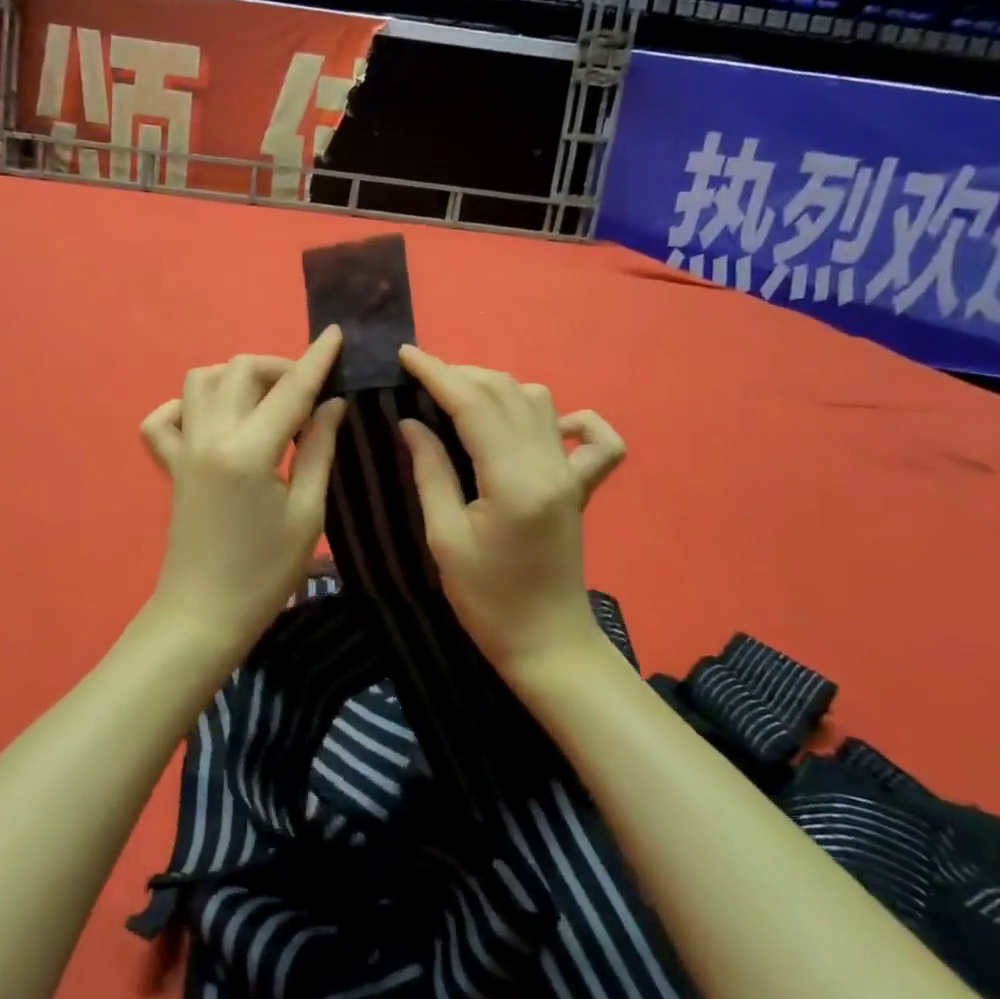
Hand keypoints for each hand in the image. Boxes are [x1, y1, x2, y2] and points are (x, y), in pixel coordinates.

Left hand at [137, 329, 347, 658]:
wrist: (205, 613)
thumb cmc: (266, 572)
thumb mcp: (308, 513)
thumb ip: (319, 449)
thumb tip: (333, 403)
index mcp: (249, 450)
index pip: (291, 390)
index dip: (318, 359)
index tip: (337, 334)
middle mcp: (210, 436)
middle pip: (241, 371)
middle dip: (280, 367)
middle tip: (309, 392)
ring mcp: (183, 447)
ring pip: (201, 380)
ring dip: (237, 377)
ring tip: (266, 402)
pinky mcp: (169, 464)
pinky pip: (164, 417)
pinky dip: (187, 406)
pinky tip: (214, 421)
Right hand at [397, 346, 625, 675]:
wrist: (546, 643)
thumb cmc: (486, 599)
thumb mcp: (444, 537)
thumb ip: (430, 471)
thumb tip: (410, 421)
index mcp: (513, 479)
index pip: (473, 405)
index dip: (436, 374)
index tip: (405, 355)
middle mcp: (549, 465)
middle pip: (506, 393)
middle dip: (461, 374)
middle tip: (421, 380)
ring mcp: (572, 473)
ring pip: (540, 402)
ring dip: (498, 389)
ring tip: (460, 397)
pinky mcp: (581, 487)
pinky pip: (594, 438)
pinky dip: (570, 418)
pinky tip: (543, 424)